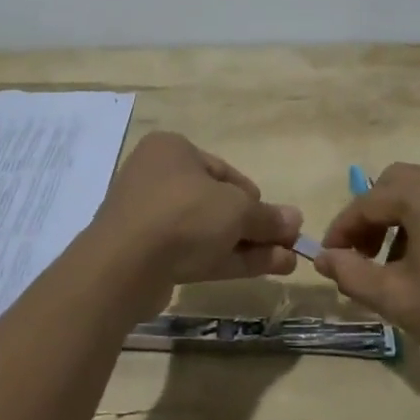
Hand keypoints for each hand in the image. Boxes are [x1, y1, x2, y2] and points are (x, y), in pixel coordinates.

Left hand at [93, 132, 301, 292]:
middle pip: (217, 203)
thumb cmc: (183, 215)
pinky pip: (194, 252)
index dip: (254, 197)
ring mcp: (150, 219)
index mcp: (172, 150)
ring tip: (287, 262)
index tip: (276, 219)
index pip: (223, 171)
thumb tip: (295, 220)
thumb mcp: (237, 210)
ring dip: (248, 245)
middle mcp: (158, 178)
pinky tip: (266, 268)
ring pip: (208, 231)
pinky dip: (228, 258)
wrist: (124, 265)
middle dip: (255, 226)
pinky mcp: (148, 255)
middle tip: (287, 244)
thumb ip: (267, 216)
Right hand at [314, 163, 419, 382]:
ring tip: (391, 264)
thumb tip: (323, 258)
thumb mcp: (397, 298)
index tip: (328, 258)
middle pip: (394, 185)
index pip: (368, 202)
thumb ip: (352, 274)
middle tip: (359, 256)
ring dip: (397, 219)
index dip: (342, 230)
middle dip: (370, 217)